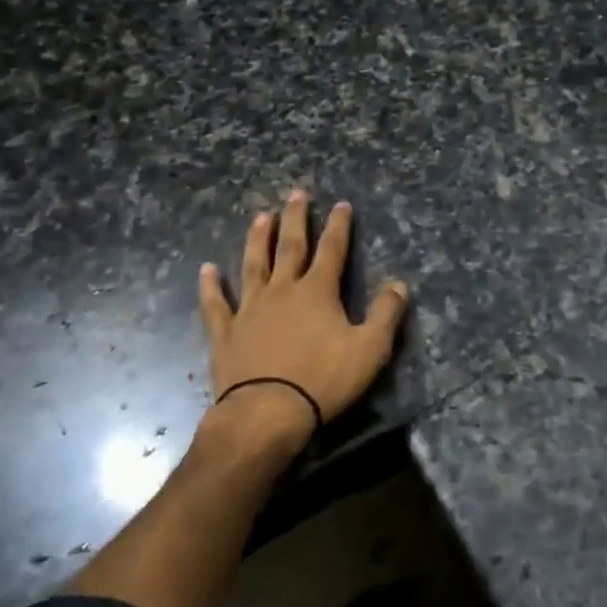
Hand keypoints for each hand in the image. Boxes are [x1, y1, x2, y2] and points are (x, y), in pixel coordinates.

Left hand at [198, 191, 409, 446]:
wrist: (266, 413)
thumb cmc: (323, 380)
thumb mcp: (370, 349)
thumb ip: (386, 314)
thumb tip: (399, 284)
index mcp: (317, 292)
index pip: (332, 250)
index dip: (339, 226)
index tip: (341, 204)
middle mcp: (282, 290)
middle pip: (290, 247)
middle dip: (296, 219)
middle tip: (296, 193)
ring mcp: (250, 309)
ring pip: (254, 265)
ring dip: (258, 240)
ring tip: (260, 216)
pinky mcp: (226, 333)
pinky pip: (216, 304)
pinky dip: (211, 286)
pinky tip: (207, 269)